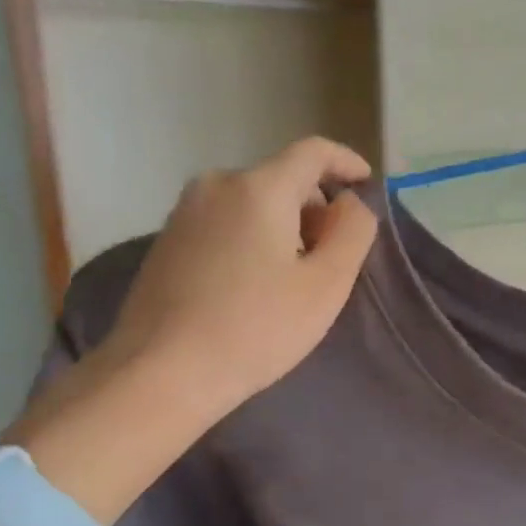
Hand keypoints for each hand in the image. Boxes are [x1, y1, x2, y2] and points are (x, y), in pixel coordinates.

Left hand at [100, 137, 379, 412]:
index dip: (346, 162)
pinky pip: (224, 222)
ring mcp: (184, 211)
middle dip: (314, 207)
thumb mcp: (326, 285)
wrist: (160, 373)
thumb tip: (349, 203)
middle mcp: (217, 184)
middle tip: (331, 256)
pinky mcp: (166, 240)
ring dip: (282, 224)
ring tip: (292, 276)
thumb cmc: (255, 329)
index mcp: (259, 187)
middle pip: (282, 178)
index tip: (366, 185)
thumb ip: (352, 232)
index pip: (313, 151)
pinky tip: (252, 284)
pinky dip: (250, 237)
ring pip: (251, 201)